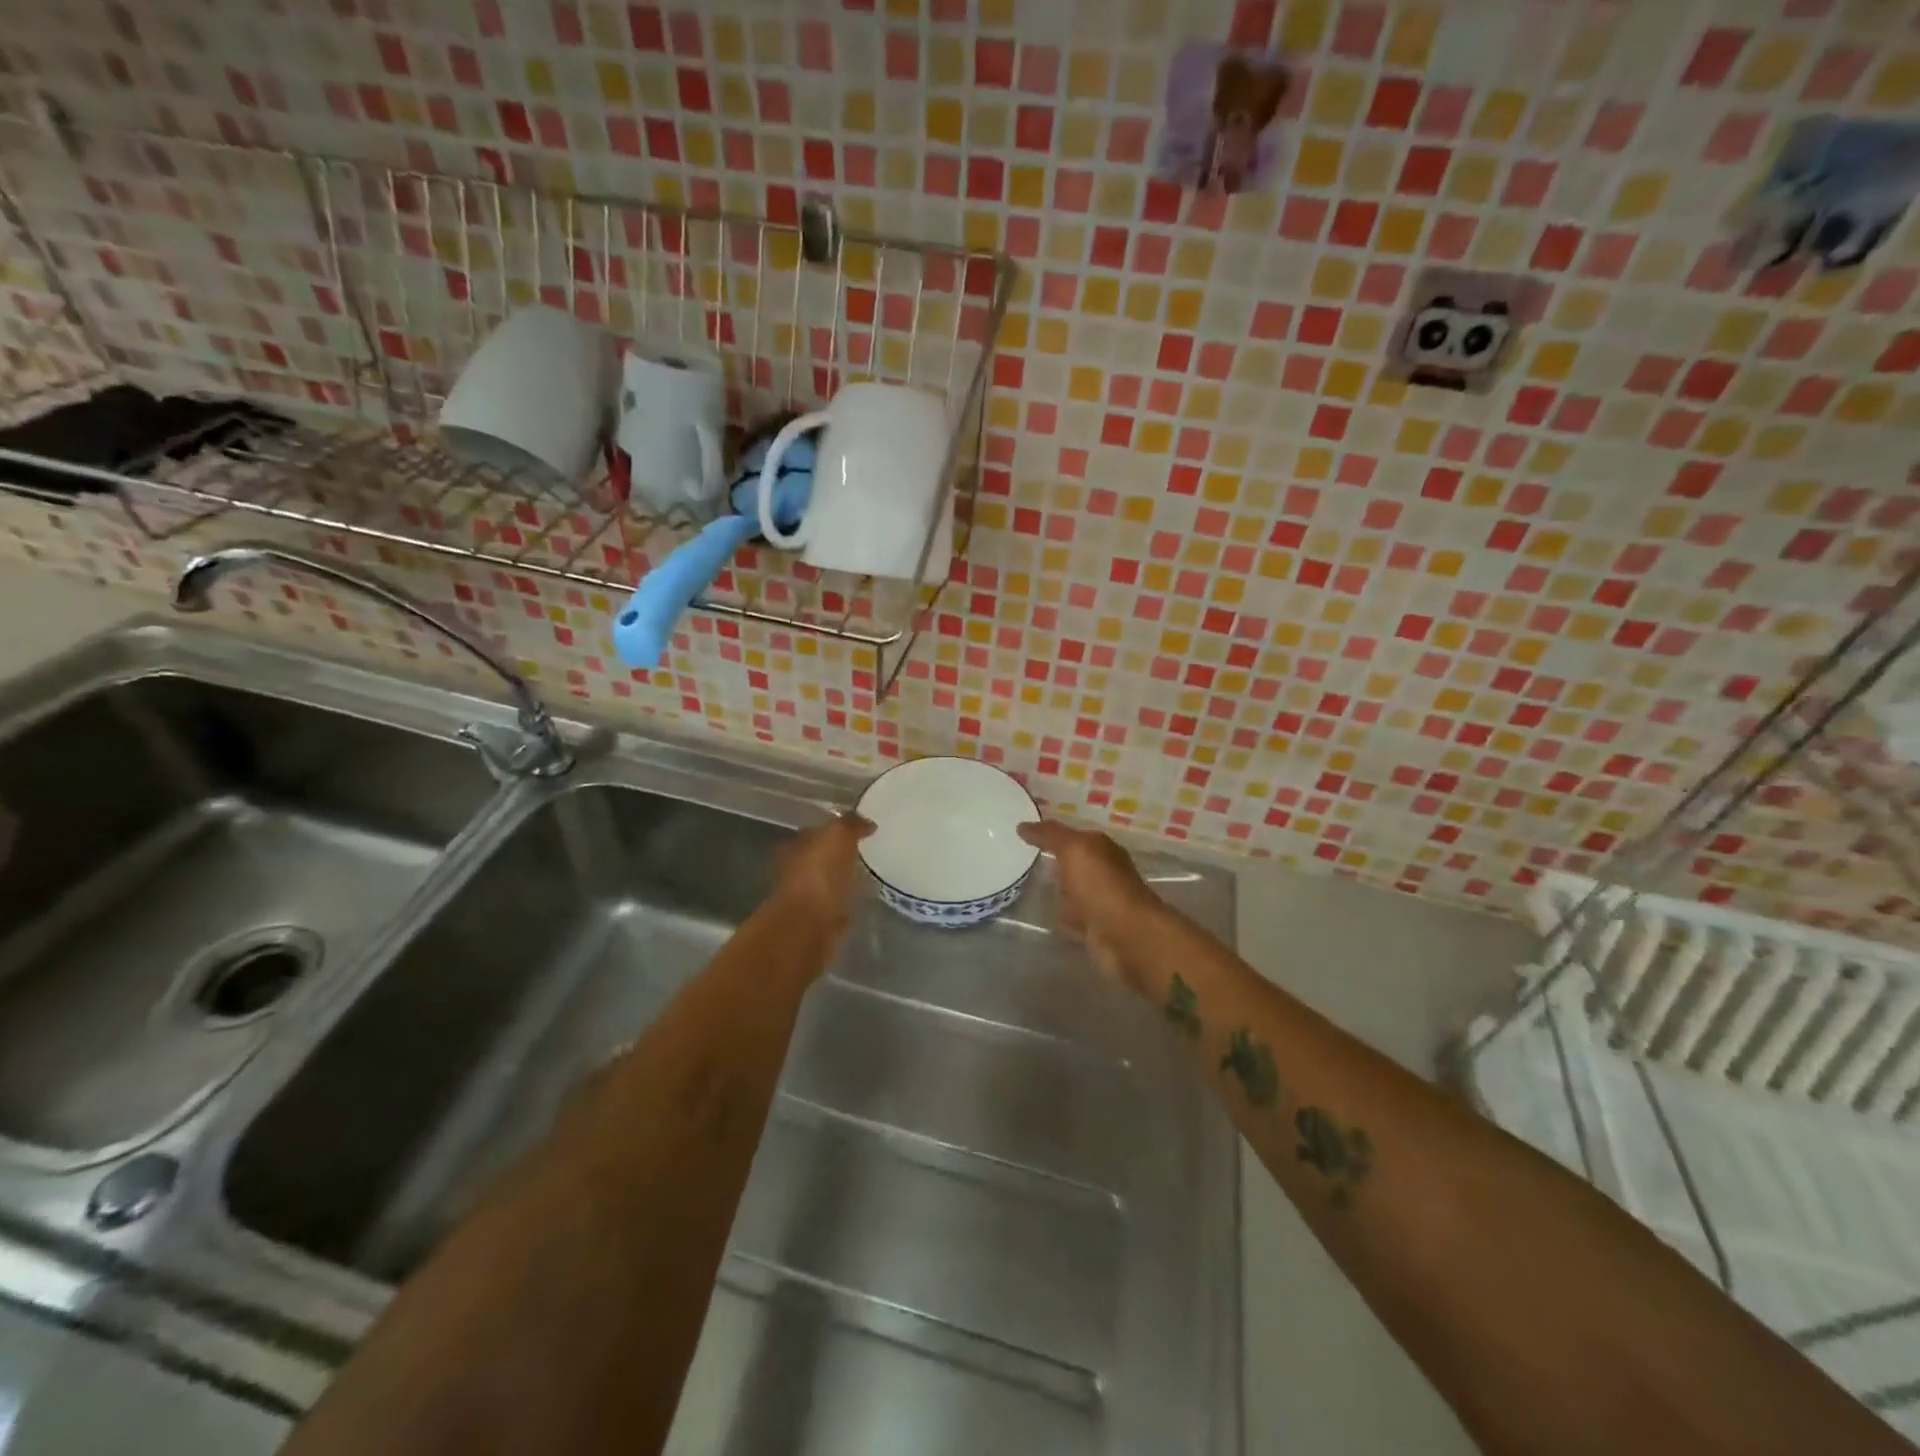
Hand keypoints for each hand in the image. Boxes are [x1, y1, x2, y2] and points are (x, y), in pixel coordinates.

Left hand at [770, 812, 874, 931]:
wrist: (807, 927)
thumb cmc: (819, 875)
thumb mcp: (838, 836)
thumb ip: (851, 825)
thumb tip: (867, 822)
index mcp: (796, 846)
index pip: (816, 831)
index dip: (836, 829)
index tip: (860, 830)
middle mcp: (795, 870)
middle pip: (820, 858)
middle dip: (838, 856)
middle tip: (866, 853)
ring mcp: (804, 899)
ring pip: (827, 883)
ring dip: (842, 881)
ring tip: (867, 878)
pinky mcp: (816, 923)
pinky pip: (834, 907)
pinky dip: (845, 904)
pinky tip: (861, 902)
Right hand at [1017, 818, 1160, 987]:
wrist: (1128, 938)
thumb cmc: (1102, 887)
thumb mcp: (1074, 850)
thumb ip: (1050, 835)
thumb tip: (1022, 825)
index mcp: (1102, 849)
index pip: (1073, 836)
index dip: (1050, 834)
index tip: (1022, 834)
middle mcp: (1103, 873)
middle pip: (1073, 864)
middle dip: (1053, 862)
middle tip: (1020, 860)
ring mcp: (1100, 902)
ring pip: (1072, 891)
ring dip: (1056, 891)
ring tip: (1025, 887)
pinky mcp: (1094, 929)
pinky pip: (1071, 917)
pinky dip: (1060, 916)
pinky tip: (1042, 914)